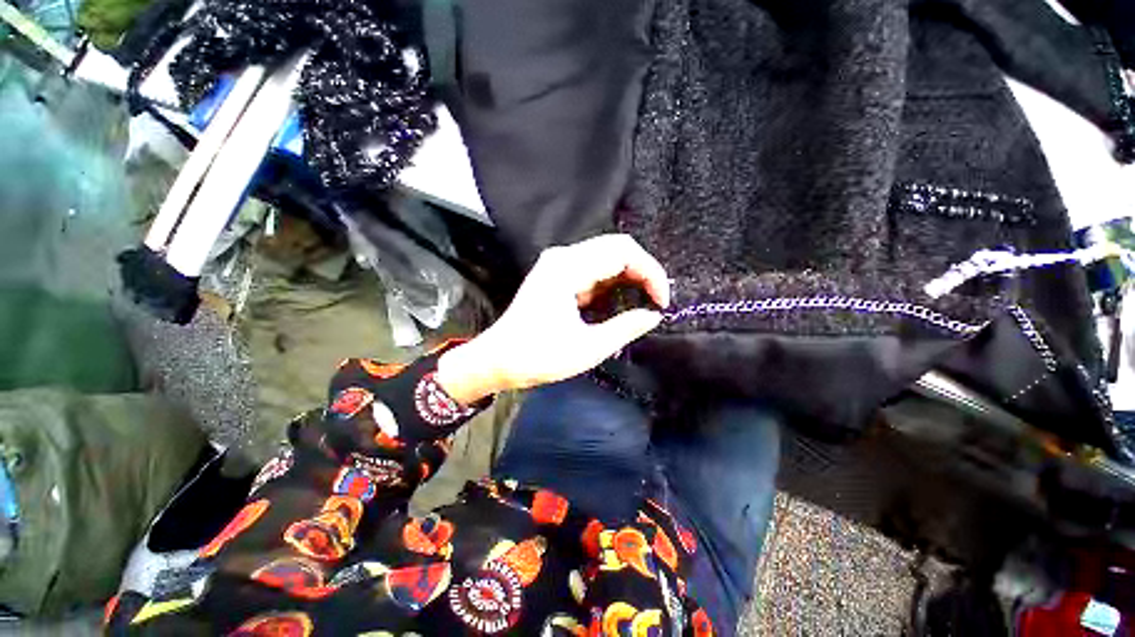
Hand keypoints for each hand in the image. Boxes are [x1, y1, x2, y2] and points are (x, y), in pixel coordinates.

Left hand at [436, 234, 670, 403]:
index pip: (623, 252)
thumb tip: (653, 315)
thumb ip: (625, 327)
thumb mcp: (587, 348)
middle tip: (656, 301)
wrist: (498, 360)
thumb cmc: (539, 357)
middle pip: (617, 248)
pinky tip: (622, 299)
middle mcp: (563, 257)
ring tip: (644, 300)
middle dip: (643, 272)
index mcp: (567, 268)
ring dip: (629, 275)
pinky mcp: (558, 275)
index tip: (662, 301)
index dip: (650, 272)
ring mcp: (558, 264)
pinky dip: (613, 281)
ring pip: (607, 256)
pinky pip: (594, 268)